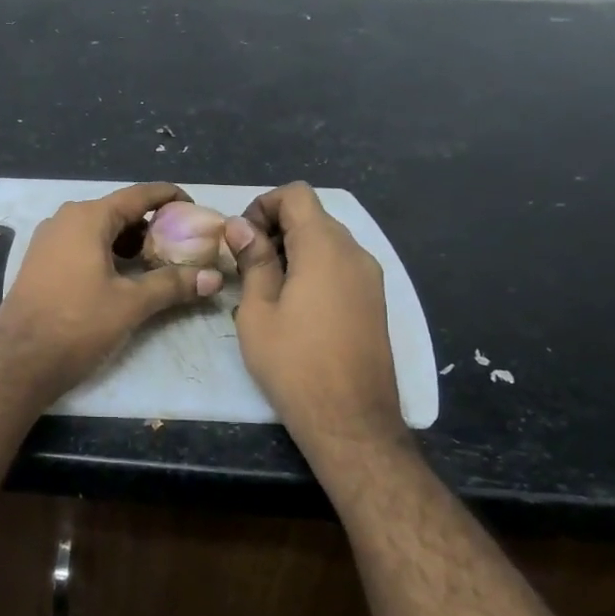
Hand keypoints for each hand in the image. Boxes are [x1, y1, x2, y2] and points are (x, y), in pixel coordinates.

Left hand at [0, 182, 222, 403]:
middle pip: (119, 211)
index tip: (195, 208)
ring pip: (100, 230)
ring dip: (130, 242)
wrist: (18, 360)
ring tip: (159, 262)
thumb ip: (172, 285)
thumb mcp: (130, 304)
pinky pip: (82, 245)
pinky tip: (125, 276)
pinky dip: (108, 253)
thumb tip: (213, 278)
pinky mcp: (41, 261)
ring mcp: (49, 239)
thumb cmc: (77, 323)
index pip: (138, 195)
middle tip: (183, 243)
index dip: (169, 197)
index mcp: (87, 217)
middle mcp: (65, 219)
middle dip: (152, 225)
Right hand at [227, 182, 404, 442]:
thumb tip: (240, 226)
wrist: (351, 420)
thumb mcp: (258, 311)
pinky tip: (293, 304)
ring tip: (265, 286)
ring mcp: (370, 278)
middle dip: (275, 227)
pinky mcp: (374, 301)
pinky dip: (314, 268)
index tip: (241, 238)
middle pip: (313, 216)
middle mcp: (355, 253)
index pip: (296, 195)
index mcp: (325, 248)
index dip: (263, 205)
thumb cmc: (294, 363)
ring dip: (294, 249)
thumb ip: (253, 261)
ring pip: (328, 241)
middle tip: (246, 264)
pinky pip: (341, 266)